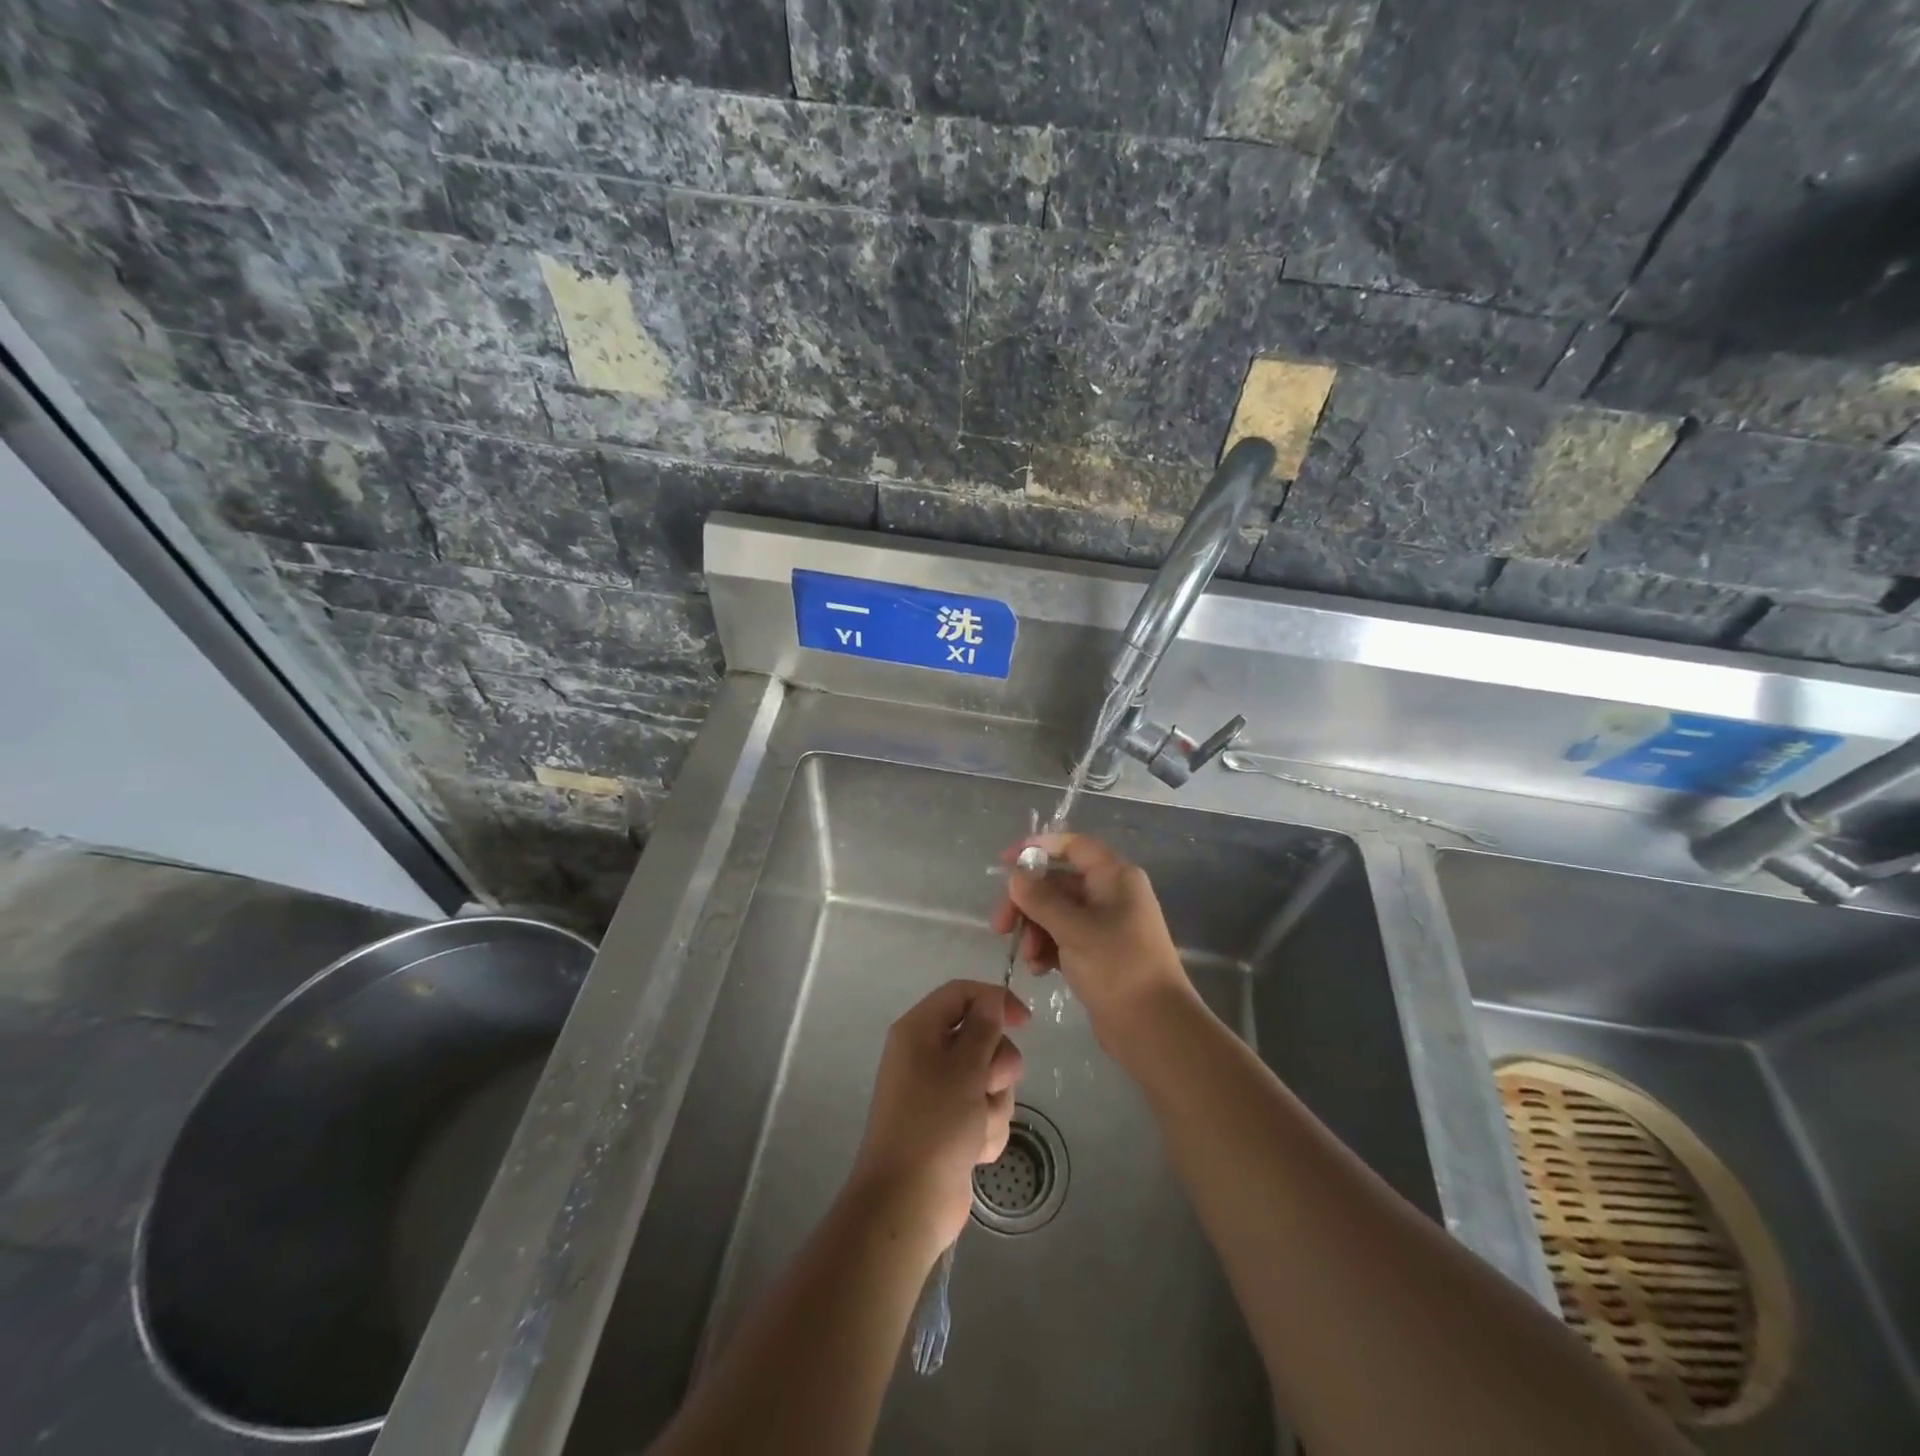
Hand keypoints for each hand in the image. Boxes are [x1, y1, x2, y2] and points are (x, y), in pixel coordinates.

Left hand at [850, 980, 1027, 1257]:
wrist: (907, 1203)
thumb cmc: (933, 1124)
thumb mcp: (964, 1068)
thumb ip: (983, 1028)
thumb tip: (992, 999)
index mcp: (919, 1031)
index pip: (961, 994)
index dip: (995, 1000)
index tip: (1025, 1022)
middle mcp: (926, 1055)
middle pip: (981, 1037)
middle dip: (997, 1065)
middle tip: (988, 1085)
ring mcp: (939, 1092)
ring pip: (989, 1078)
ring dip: (994, 1103)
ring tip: (977, 1128)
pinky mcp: (952, 1125)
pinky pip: (984, 1111)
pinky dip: (987, 1128)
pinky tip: (976, 1151)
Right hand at [991, 833, 1195, 1056]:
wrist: (1155, 1028)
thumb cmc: (1118, 967)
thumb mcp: (1074, 929)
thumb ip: (1040, 899)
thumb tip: (1016, 876)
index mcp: (1115, 877)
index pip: (1072, 846)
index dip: (1038, 847)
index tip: (1005, 862)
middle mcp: (1111, 894)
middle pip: (1058, 883)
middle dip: (1027, 902)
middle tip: (1000, 925)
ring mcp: (1105, 925)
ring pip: (1056, 913)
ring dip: (1034, 929)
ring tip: (1028, 957)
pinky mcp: (1098, 954)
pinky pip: (1063, 938)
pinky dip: (1047, 948)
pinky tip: (1039, 969)